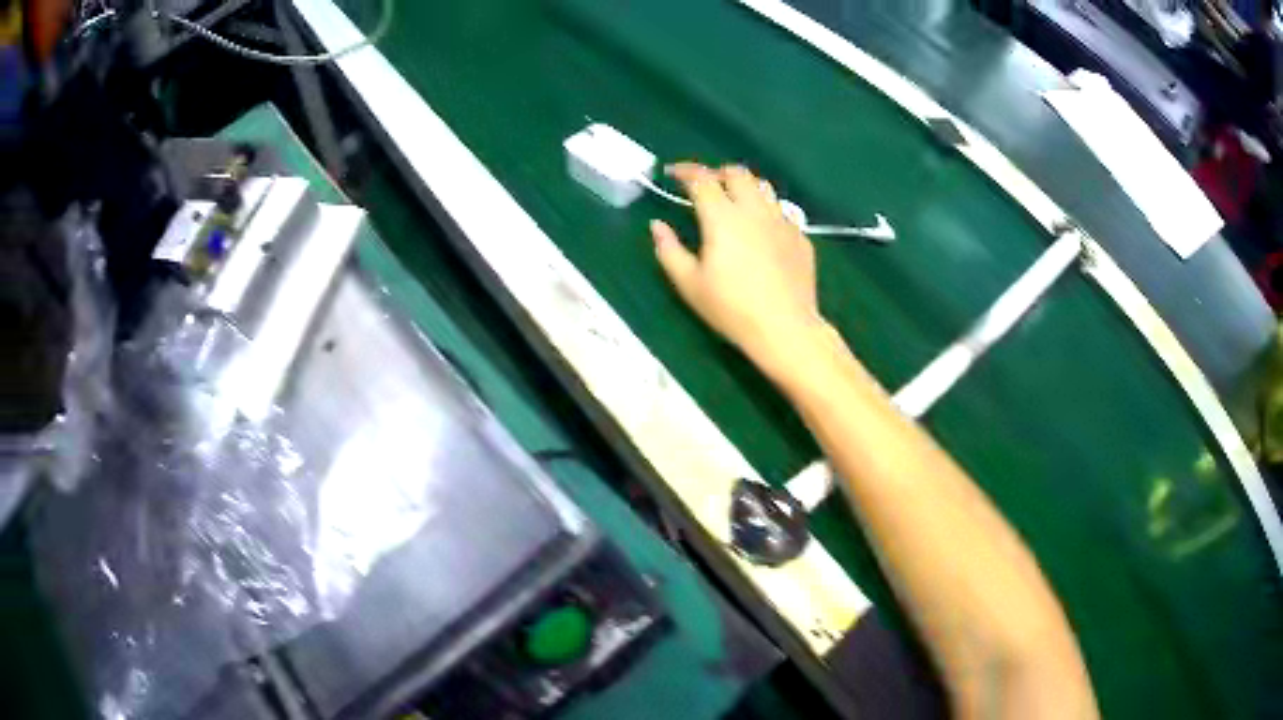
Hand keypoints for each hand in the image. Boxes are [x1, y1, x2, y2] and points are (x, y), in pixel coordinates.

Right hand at [651, 163, 823, 373]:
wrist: (786, 329)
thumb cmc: (732, 309)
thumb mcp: (690, 284)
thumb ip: (669, 250)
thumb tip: (657, 225)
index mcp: (723, 217)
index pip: (702, 179)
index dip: (685, 171)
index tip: (673, 173)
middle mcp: (754, 210)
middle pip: (738, 174)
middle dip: (718, 173)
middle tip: (705, 186)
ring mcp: (782, 222)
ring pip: (763, 188)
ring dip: (745, 187)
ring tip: (734, 202)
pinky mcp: (801, 237)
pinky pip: (782, 211)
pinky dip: (766, 211)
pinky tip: (761, 230)